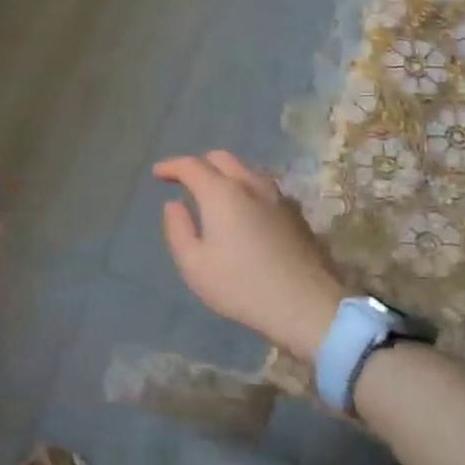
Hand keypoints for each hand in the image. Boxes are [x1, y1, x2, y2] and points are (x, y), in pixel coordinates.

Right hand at [154, 151, 341, 359]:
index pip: (190, 165)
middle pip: (221, 158)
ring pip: (246, 170)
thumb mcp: (194, 265)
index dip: (171, 166)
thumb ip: (178, 229)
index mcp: (221, 193)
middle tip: (186, 182)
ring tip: (216, 196)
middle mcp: (250, 185)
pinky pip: (264, 188)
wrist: (307, 306)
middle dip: (199, 164)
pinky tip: (246, 212)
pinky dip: (247, 190)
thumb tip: (174, 204)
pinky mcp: (296, 213)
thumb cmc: (241, 286)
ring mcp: (278, 197)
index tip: (158, 174)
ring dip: (226, 175)